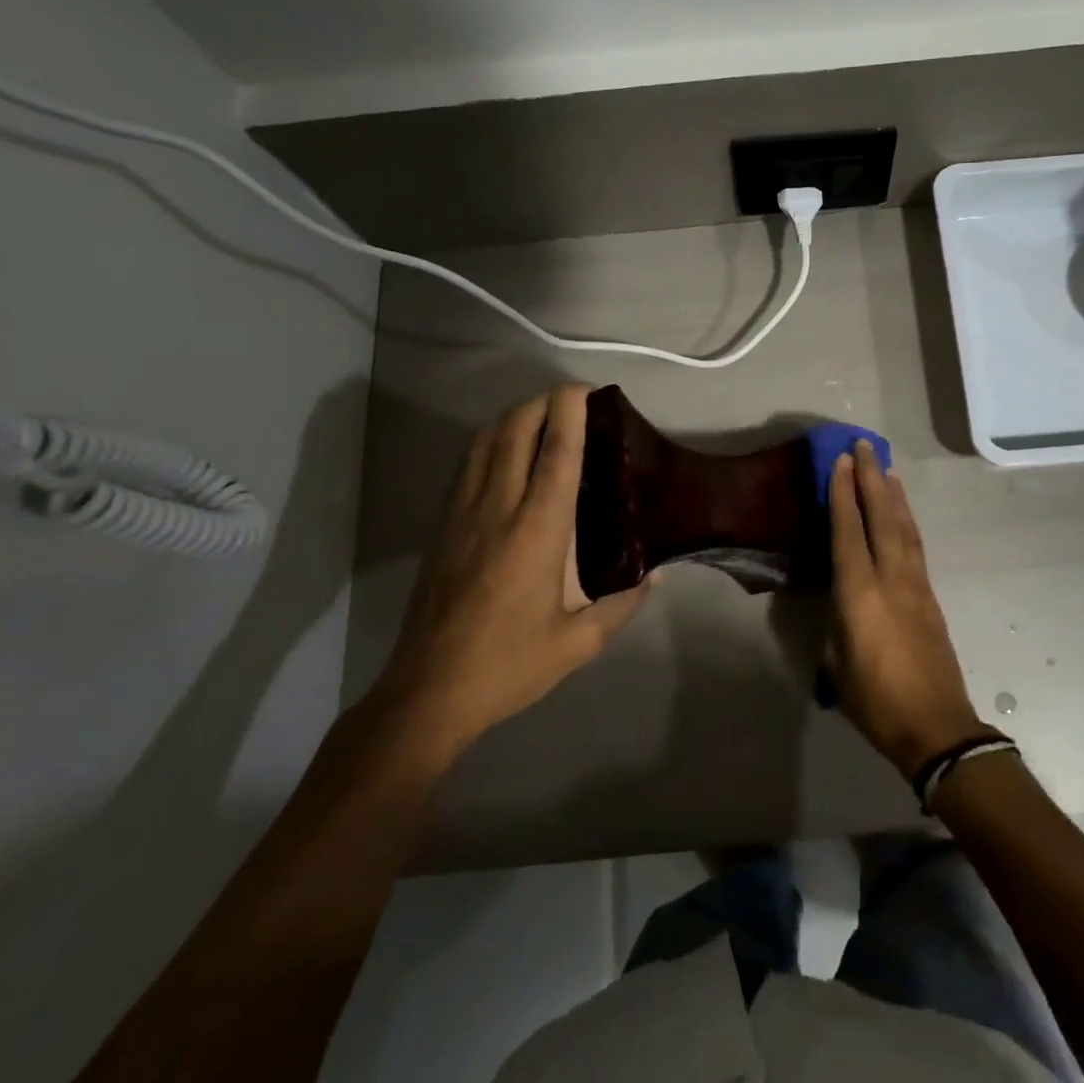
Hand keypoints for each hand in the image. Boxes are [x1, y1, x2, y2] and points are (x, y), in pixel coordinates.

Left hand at [377, 386, 650, 756]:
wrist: (428, 692)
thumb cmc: (509, 665)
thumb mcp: (578, 644)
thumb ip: (621, 604)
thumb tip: (654, 574)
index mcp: (537, 531)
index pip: (556, 453)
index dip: (571, 412)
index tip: (586, 391)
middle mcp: (498, 508)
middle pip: (515, 430)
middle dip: (542, 402)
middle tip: (572, 402)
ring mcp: (463, 513)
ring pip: (484, 440)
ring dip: (513, 417)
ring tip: (541, 418)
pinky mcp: (443, 525)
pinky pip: (467, 463)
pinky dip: (489, 441)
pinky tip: (505, 453)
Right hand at [827, 440, 989, 777]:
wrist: (937, 727)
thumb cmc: (876, 701)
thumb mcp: (837, 663)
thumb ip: (835, 620)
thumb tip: (837, 596)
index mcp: (860, 593)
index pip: (848, 531)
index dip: (842, 493)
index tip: (840, 461)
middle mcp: (890, 578)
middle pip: (881, 516)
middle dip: (870, 478)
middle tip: (863, 445)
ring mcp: (915, 584)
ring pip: (903, 526)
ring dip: (893, 493)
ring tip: (885, 466)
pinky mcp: (930, 596)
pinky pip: (915, 544)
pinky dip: (906, 519)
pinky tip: (902, 512)